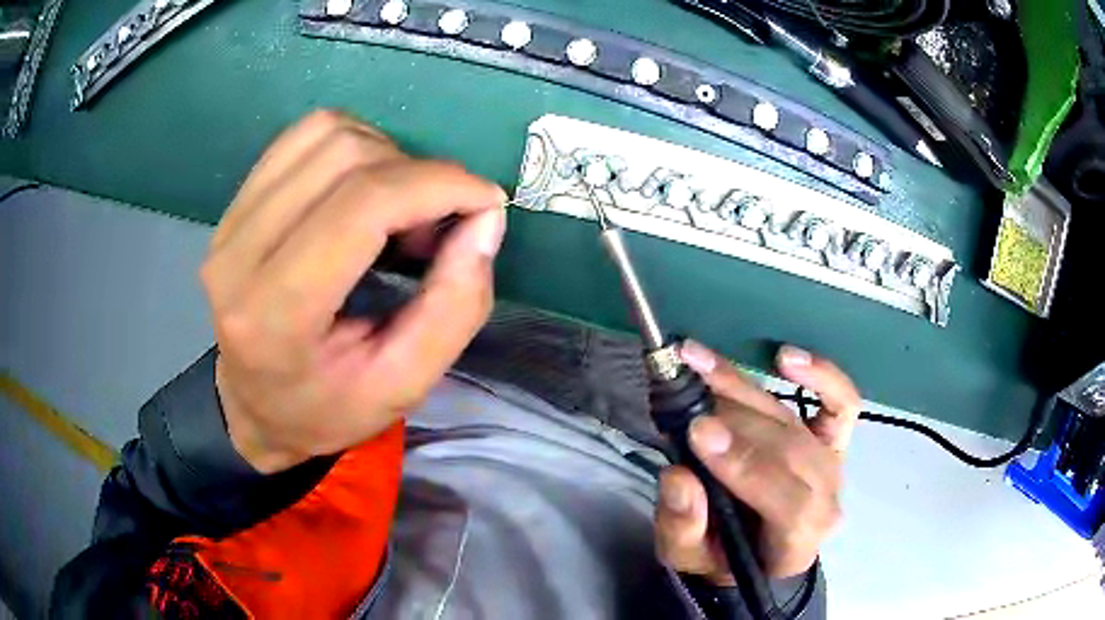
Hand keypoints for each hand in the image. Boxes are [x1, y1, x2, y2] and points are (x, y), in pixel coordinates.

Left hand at [200, 110, 506, 473]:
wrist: (255, 407)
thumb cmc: (327, 409)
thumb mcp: (404, 386)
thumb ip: (455, 307)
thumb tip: (485, 217)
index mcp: (275, 316)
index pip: (360, 207)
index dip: (437, 186)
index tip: (486, 201)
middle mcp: (239, 256)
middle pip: (344, 158)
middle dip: (417, 175)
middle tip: (437, 225)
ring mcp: (229, 222)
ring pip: (326, 133)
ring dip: (386, 157)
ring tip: (399, 211)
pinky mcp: (234, 204)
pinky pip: (304, 136)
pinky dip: (355, 146)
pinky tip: (366, 189)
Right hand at [654, 341, 859, 582]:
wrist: (756, 552)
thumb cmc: (722, 559)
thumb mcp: (688, 557)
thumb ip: (684, 526)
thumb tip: (678, 475)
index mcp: (799, 540)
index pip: (789, 502)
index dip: (747, 465)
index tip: (698, 433)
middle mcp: (826, 498)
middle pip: (792, 451)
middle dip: (737, 423)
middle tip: (686, 397)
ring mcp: (833, 463)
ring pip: (797, 422)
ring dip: (747, 389)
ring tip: (699, 361)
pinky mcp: (834, 439)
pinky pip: (841, 403)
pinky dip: (821, 376)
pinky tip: (785, 358)